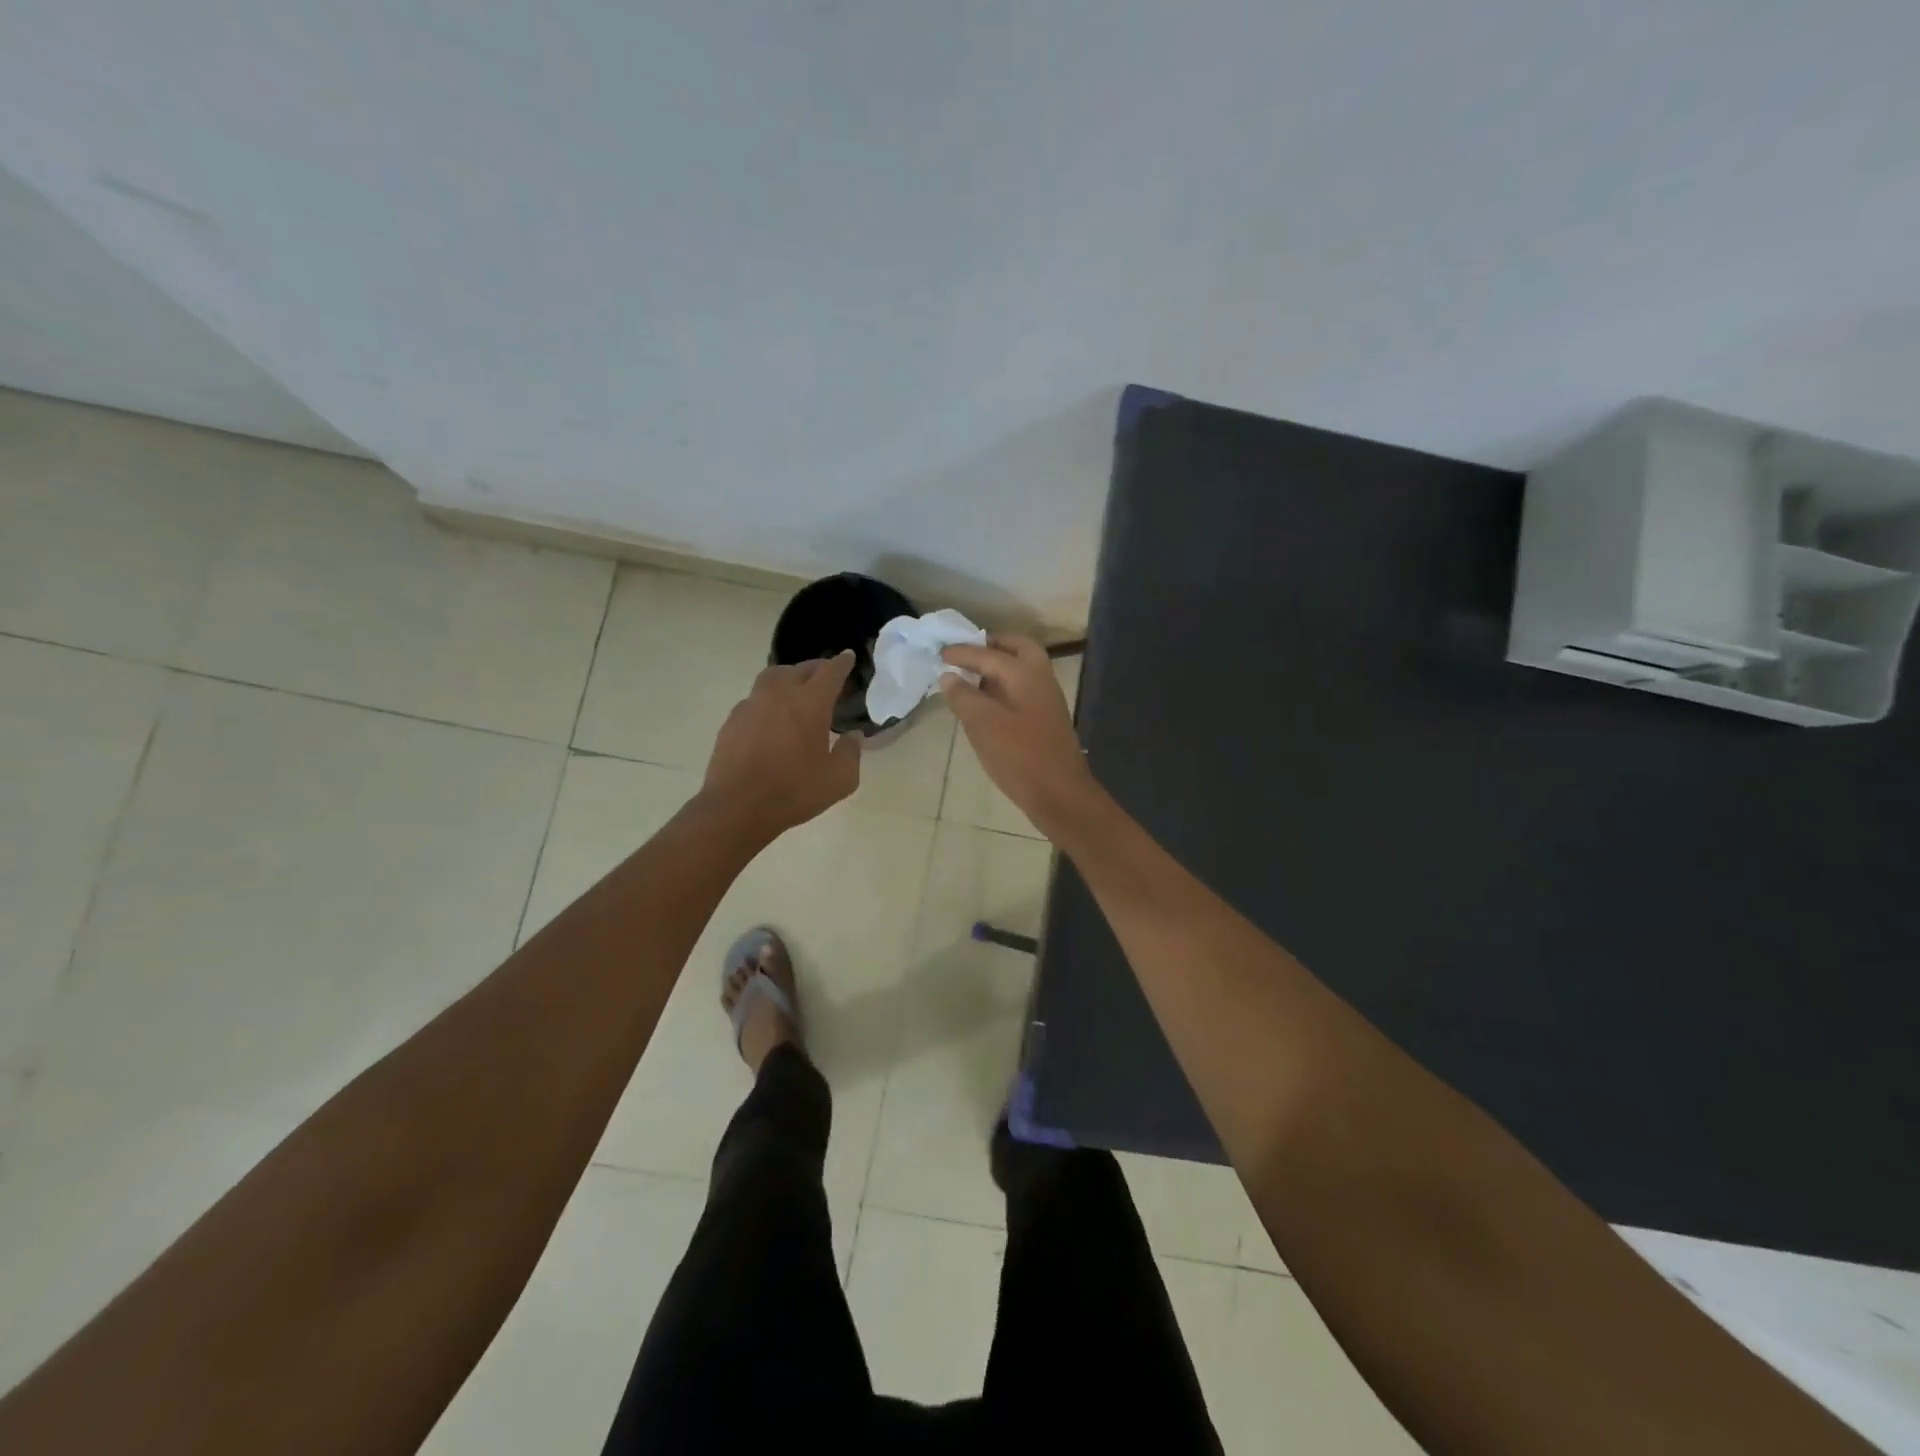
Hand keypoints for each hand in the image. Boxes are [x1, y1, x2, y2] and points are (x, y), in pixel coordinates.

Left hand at [703, 651, 862, 835]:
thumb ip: (851, 753)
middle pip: (800, 669)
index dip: (842, 663)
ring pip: (773, 677)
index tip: (848, 657)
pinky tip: (772, 716)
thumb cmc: (793, 792)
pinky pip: (755, 698)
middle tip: (827, 675)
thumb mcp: (838, 780)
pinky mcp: (733, 720)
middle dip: (817, 668)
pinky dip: (769, 698)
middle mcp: (780, 694)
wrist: (737, 807)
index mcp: (810, 703)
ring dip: (790, 677)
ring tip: (797, 688)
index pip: (830, 672)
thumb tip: (853, 737)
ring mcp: (752, 704)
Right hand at [940, 636, 1097, 830]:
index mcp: (1026, 673)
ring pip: (1023, 669)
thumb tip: (949, 676)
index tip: (940, 653)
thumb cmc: (1019, 756)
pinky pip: (1022, 689)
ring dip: (999, 666)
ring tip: (970, 677)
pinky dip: (1003, 686)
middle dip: (992, 646)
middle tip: (966, 653)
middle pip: (1018, 649)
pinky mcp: (1045, 720)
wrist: (1059, 794)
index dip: (962, 652)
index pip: (988, 653)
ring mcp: (1047, 700)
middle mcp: (1041, 679)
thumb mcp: (983, 724)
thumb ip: (964, 696)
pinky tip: (985, 704)